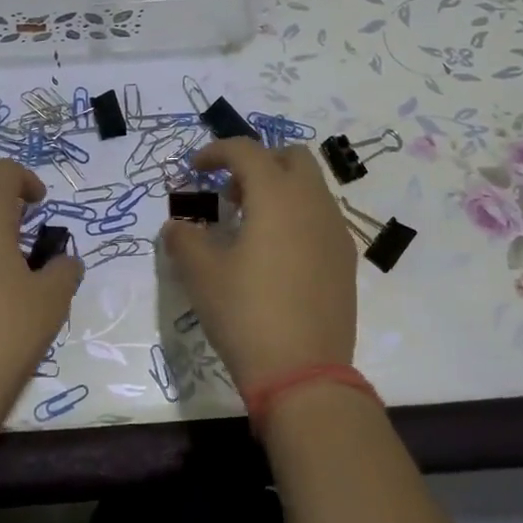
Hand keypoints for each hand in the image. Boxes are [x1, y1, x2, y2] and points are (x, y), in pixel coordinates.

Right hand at [159, 139, 357, 392]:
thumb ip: (183, 239)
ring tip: (251, 226)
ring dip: (279, 189)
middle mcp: (312, 203)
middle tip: (230, 195)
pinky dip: (297, 216)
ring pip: (310, 187)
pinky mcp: (346, 258)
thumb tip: (177, 227)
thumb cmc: (246, 313)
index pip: (246, 150)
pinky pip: (321, 217)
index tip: (195, 169)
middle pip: (290, 157)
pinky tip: (277, 254)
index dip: (216, 151)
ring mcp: (335, 231)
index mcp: (276, 196)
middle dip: (257, 163)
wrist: (303, 372)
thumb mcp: (201, 275)